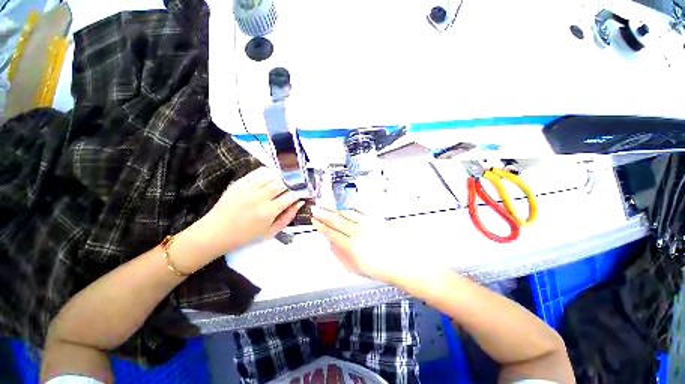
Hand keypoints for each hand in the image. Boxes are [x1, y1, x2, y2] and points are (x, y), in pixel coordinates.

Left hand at [179, 167, 303, 266]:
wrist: (216, 231)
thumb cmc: (246, 235)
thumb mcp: (271, 232)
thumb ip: (288, 217)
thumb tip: (300, 203)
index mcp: (269, 212)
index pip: (291, 196)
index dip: (300, 191)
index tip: (304, 191)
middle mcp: (260, 197)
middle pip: (283, 183)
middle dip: (294, 182)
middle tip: (298, 183)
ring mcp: (249, 188)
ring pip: (272, 175)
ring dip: (283, 175)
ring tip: (288, 178)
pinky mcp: (240, 182)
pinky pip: (259, 171)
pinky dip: (270, 171)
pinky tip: (274, 175)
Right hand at [310, 206, 418, 284]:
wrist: (403, 262)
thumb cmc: (380, 269)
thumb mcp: (356, 268)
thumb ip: (341, 255)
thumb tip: (331, 243)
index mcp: (351, 246)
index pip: (331, 233)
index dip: (321, 226)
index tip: (314, 221)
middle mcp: (357, 232)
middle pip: (336, 220)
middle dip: (323, 214)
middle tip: (315, 208)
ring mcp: (366, 223)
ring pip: (346, 212)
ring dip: (334, 207)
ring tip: (325, 203)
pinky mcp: (375, 218)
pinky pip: (360, 209)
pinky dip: (350, 205)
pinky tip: (344, 202)